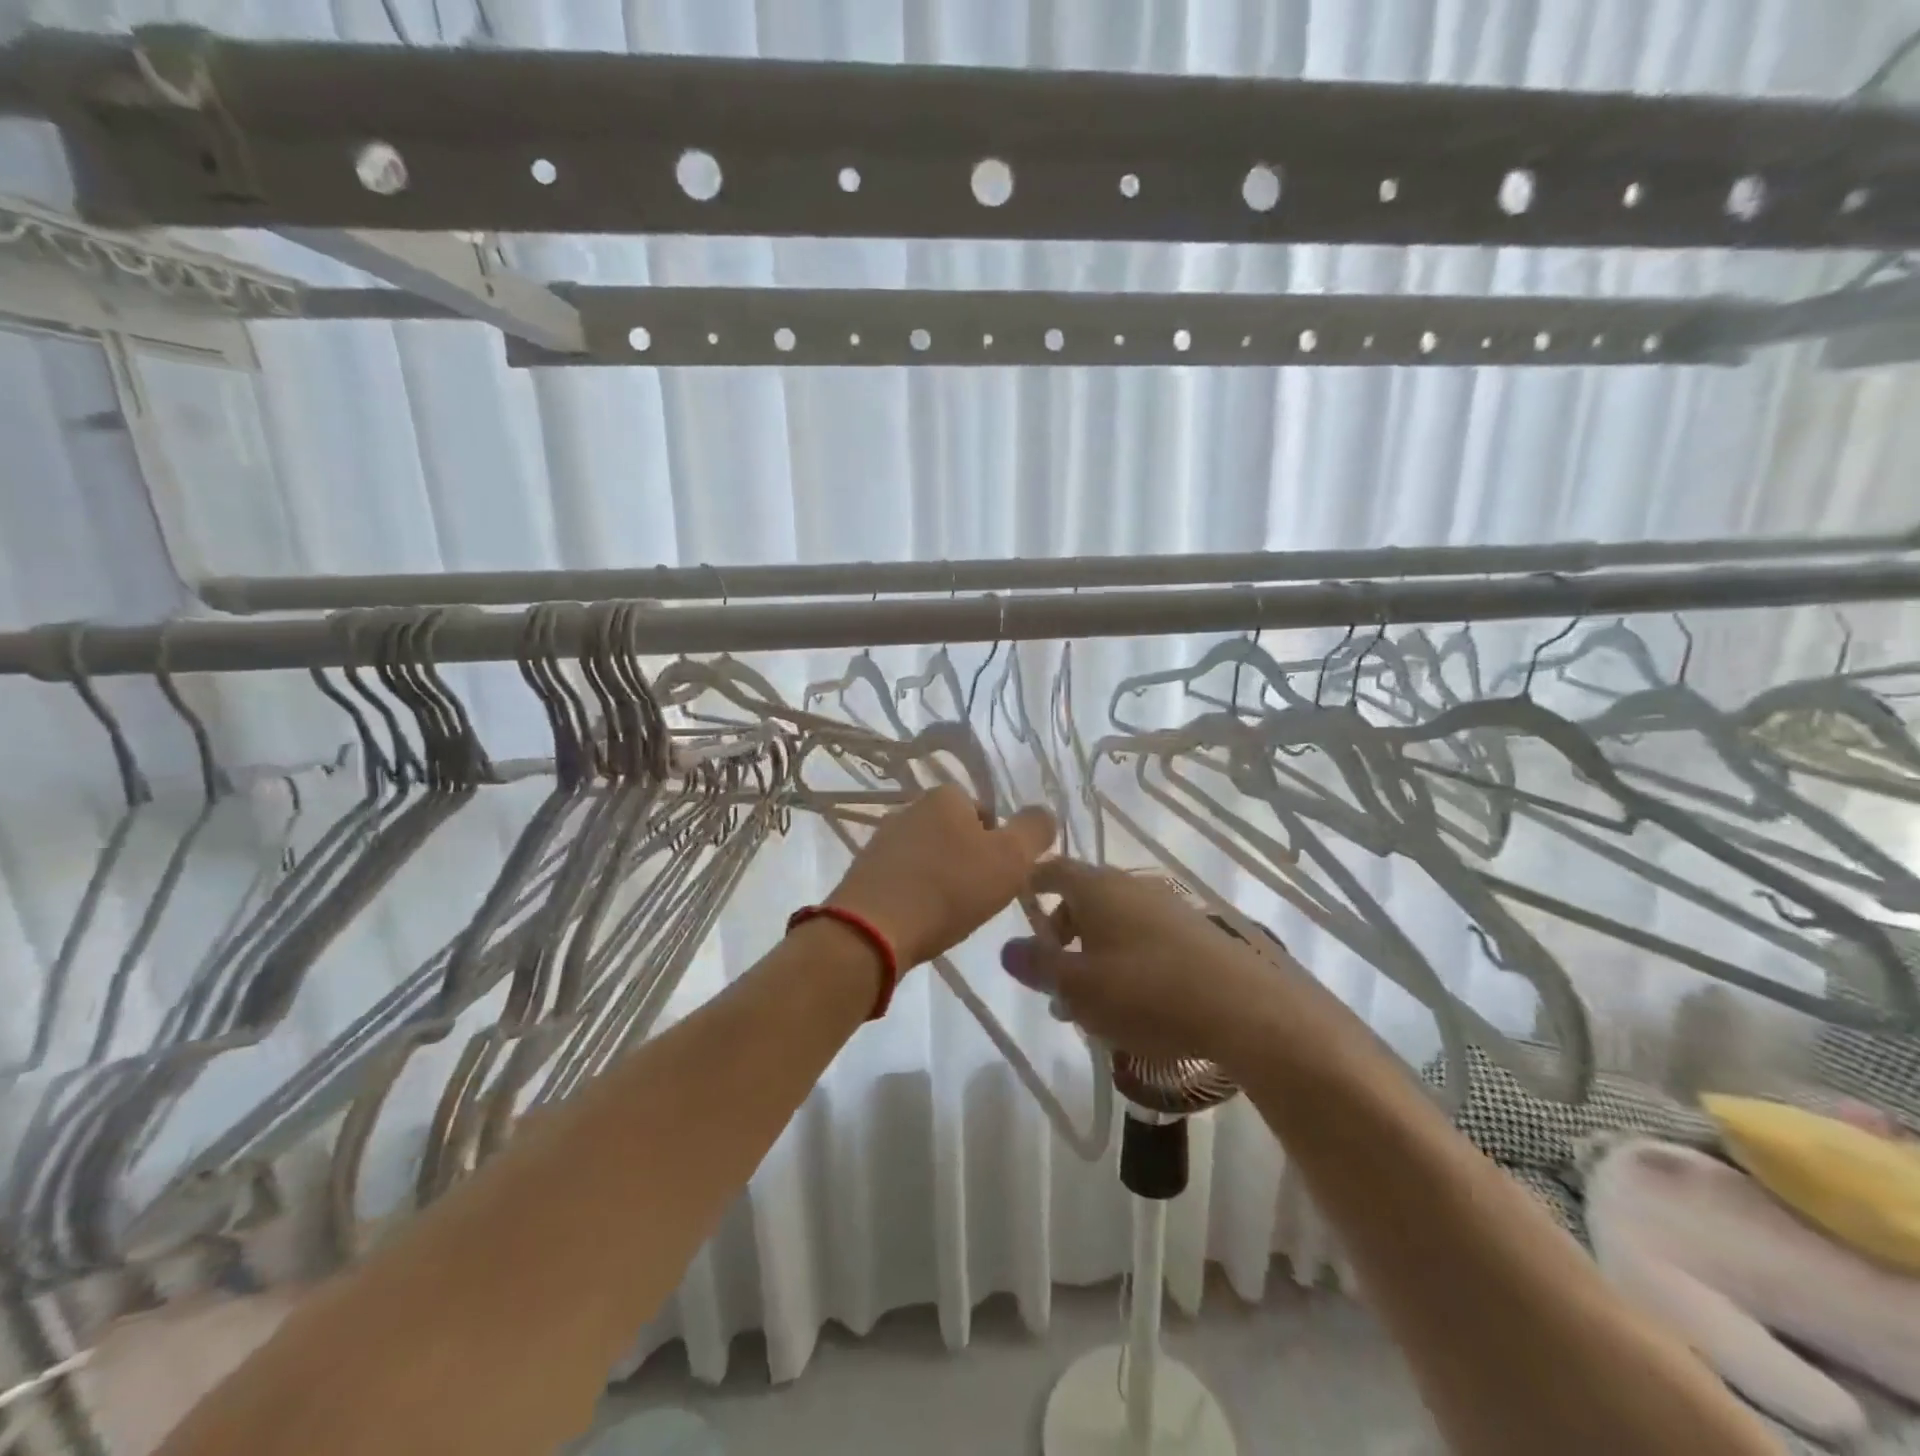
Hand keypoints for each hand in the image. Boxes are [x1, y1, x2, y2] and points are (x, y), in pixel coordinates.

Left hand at [827, 785, 1056, 969]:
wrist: (873, 930)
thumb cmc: (949, 889)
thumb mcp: (1010, 859)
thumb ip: (1035, 830)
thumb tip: (1044, 813)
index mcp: (945, 795)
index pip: (986, 813)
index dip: (999, 846)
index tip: (999, 878)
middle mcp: (910, 808)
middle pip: (957, 835)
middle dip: (969, 863)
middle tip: (977, 898)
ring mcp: (882, 839)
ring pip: (929, 857)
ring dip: (941, 880)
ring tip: (947, 914)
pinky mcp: (864, 871)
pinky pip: (904, 879)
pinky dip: (916, 895)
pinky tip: (920, 920)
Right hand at [998, 859, 1275, 1061]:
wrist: (1243, 1009)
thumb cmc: (1145, 991)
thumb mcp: (1078, 986)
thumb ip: (1038, 966)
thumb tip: (1007, 948)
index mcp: (1097, 888)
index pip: (1053, 870)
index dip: (1031, 884)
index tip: (1016, 905)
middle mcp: (1130, 886)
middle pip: (1082, 900)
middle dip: (1060, 936)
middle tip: (1050, 979)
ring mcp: (1165, 908)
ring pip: (1112, 924)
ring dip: (1091, 956)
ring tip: (1086, 1005)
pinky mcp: (1192, 933)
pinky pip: (1141, 939)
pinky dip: (1123, 962)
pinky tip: (1128, 1005)